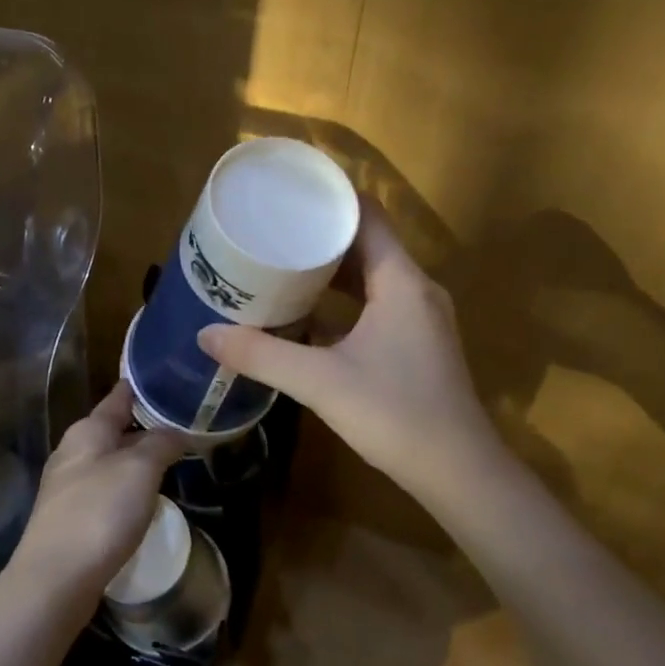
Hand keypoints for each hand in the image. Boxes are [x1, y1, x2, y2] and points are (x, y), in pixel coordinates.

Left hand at [4, 382, 186, 607]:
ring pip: (110, 460)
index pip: (120, 396)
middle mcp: (73, 451)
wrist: (55, 578)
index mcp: (88, 430)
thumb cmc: (99, 512)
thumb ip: (161, 443)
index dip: (146, 387)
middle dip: (147, 426)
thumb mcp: (140, 469)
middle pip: (115, 429)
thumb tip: (176, 430)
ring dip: (138, 459)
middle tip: (186, 426)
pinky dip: (127, 487)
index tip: (174, 382)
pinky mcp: (70, 517)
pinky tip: (145, 499)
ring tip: (172, 461)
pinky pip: (105, 490)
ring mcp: (68, 486)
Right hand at [198, 201, 495, 503]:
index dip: (328, 199)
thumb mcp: (320, 382)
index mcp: (401, 281)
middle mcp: (415, 289)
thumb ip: (262, 355)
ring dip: (330, 270)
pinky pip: (376, 304)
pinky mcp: (416, 344)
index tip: (286, 193)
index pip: (366, 215)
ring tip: (280, 263)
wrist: (458, 472)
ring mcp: (419, 318)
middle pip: (366, 243)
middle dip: (319, 234)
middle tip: (270, 229)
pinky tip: (307, 314)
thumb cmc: (395, 414)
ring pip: (371, 276)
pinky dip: (343, 301)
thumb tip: (206, 334)